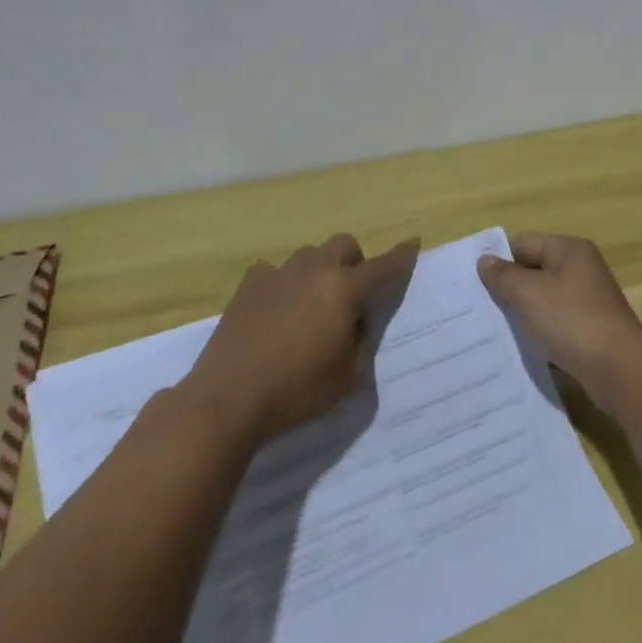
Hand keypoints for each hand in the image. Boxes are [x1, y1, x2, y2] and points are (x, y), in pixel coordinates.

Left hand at [181, 234, 419, 445]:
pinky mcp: (248, 287)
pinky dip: (283, 282)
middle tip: (350, 295)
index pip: (382, 267)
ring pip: (308, 254)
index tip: (413, 243)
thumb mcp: (347, 376)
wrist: (228, 399)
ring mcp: (277, 275)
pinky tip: (276, 307)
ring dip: (319, 269)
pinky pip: (273, 270)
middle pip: (343, 244)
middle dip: (354, 262)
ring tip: (312, 302)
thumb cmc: (296, 391)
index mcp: (343, 290)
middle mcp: (313, 271)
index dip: (401, 256)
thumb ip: (360, 340)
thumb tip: (355, 320)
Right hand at [477, 233, 641, 411]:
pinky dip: (541, 331)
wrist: (619, 369)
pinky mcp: (591, 328)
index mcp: (569, 250)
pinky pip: (556, 322)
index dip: (499, 260)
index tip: (475, 284)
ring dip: (524, 312)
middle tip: (482, 308)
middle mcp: (581, 268)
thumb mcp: (528, 294)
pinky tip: (526, 346)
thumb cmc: (571, 321)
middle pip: (534, 269)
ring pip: (544, 298)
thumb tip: (485, 260)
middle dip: (510, 288)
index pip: (523, 243)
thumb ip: (503, 275)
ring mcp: (588, 299)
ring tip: (498, 329)